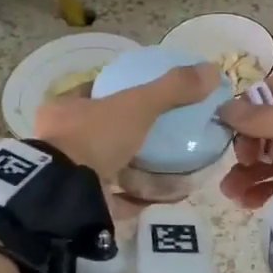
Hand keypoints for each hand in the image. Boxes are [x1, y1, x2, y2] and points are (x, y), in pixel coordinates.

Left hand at [32, 63, 217, 182]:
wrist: (65, 195)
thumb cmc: (93, 138)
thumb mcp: (137, 105)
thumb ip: (172, 89)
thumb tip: (211, 70)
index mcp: (63, 109)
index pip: (92, 92)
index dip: (118, 91)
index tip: (148, 96)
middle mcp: (61, 141)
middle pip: (102, 132)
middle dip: (134, 135)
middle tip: (165, 136)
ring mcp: (68, 175)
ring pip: (110, 167)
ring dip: (141, 169)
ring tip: (173, 167)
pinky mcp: (81, 203)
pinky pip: (116, 198)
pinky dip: (140, 197)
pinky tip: (165, 195)